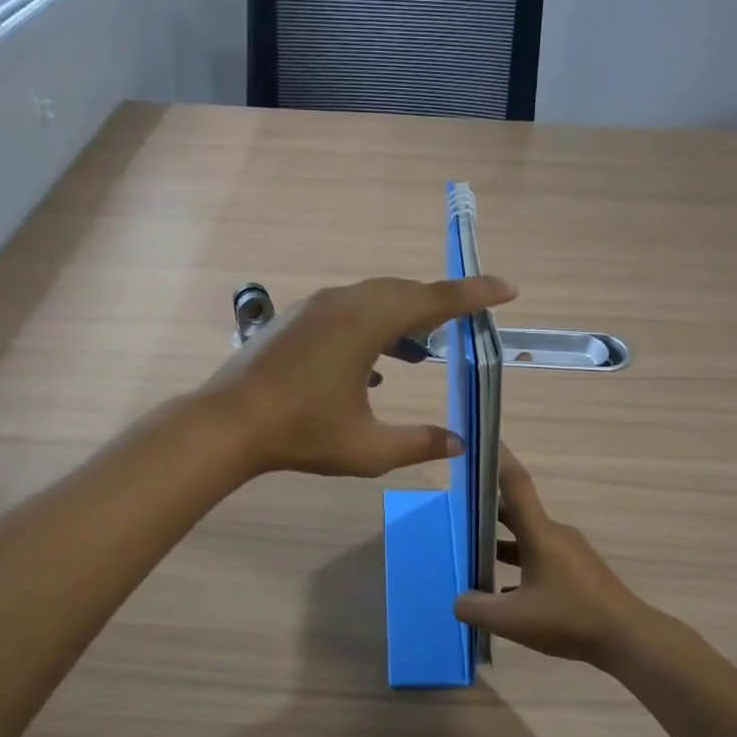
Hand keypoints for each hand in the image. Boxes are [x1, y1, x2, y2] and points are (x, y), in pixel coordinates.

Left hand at [208, 275, 515, 477]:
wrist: (227, 424)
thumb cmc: (300, 434)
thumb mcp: (367, 448)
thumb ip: (418, 443)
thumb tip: (459, 443)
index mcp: (366, 323)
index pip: (434, 301)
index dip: (476, 294)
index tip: (509, 288)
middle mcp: (343, 303)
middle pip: (404, 292)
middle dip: (439, 306)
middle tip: (465, 326)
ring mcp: (314, 308)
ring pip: (373, 299)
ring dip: (403, 318)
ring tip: (422, 350)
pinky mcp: (295, 321)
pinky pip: (347, 311)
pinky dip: (372, 328)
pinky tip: (374, 367)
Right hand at [454, 447, 654, 667]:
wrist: (628, 639)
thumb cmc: (569, 618)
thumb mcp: (512, 619)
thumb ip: (476, 609)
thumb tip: (458, 601)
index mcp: (540, 533)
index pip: (514, 483)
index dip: (496, 459)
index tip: (478, 442)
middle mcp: (555, 535)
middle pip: (516, 512)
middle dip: (486, 509)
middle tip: (456, 509)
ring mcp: (569, 554)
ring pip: (527, 539)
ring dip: (501, 543)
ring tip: (472, 553)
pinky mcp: (578, 573)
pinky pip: (540, 559)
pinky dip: (519, 566)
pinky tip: (503, 592)